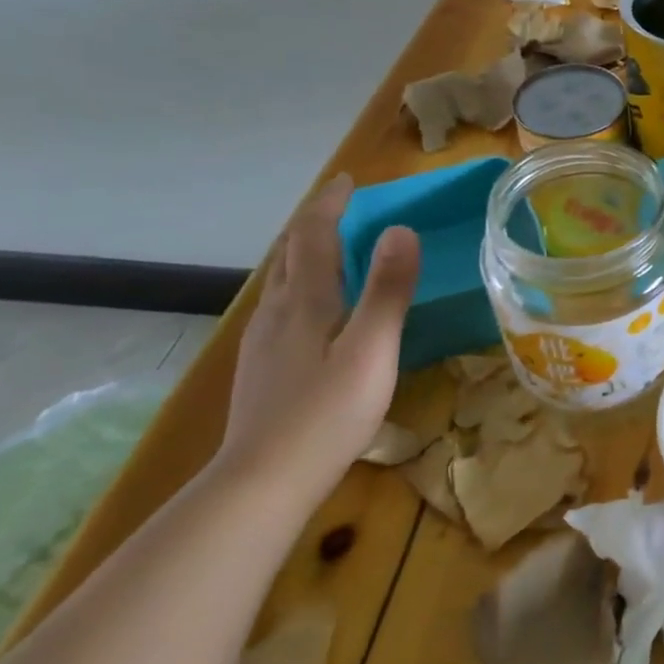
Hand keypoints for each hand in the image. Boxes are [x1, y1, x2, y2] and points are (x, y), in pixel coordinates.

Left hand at [219, 173, 420, 508]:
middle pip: (288, 254)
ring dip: (303, 253)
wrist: (262, 483)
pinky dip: (300, 284)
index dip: (329, 204)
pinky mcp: (263, 367)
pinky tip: (314, 308)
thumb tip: (401, 228)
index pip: (312, 237)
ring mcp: (263, 342)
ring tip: (331, 248)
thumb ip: (387, 290)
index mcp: (304, 302)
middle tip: (341, 207)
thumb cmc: (327, 413)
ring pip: (280, 281)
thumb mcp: (371, 349)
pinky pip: (281, 306)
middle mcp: (276, 313)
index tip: (348, 181)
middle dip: (313, 224)